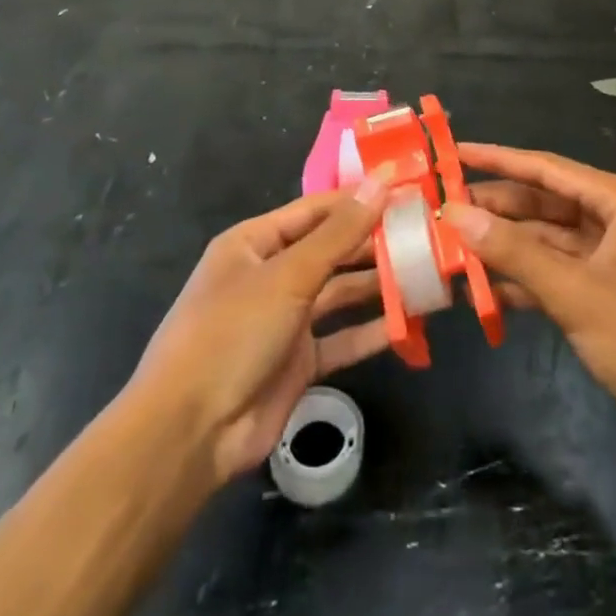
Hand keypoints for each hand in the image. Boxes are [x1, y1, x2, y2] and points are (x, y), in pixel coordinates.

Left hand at [128, 169, 393, 488]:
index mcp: (255, 243)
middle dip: (372, 242)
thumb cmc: (232, 333)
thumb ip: (339, 233)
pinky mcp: (298, 362)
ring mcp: (284, 320)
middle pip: (330, 249)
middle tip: (425, 232)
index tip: (404, 189)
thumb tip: (381, 182)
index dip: (358, 198)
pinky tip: (408, 323)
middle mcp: (271, 275)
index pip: (316, 209)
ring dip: (377, 284)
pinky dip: (371, 330)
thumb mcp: (288, 275)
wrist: (189, 434)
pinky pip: (341, 338)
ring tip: (425, 272)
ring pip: (339, 293)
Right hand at [446, 144, 615, 443]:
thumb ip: (513, 251)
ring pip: (546, 239)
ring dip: (504, 247)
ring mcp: (610, 256)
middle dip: (495, 208)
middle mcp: (614, 217)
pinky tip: (483, 289)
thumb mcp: (574, 292)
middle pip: (543, 203)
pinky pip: (556, 272)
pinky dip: (524, 279)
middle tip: (440, 208)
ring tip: (450, 247)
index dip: (497, 159)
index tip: (453, 152)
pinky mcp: (606, 291)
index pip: (545, 168)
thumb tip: (456, 213)